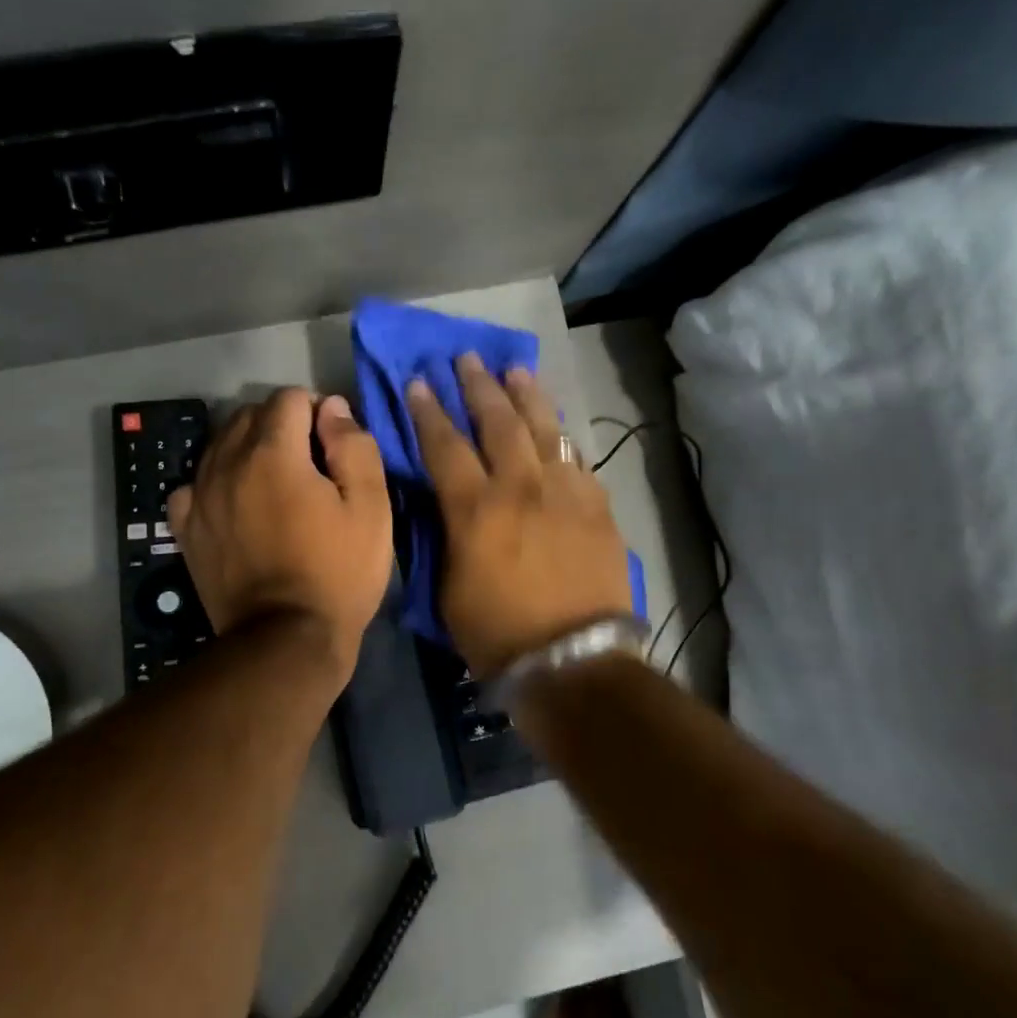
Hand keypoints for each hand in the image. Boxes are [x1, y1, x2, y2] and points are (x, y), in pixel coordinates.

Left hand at [168, 389, 391, 684]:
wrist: (286, 640)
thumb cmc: (338, 573)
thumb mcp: (370, 507)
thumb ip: (353, 446)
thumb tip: (331, 407)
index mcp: (274, 453)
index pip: (288, 398)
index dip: (316, 410)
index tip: (333, 443)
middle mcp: (227, 464)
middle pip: (249, 415)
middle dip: (282, 425)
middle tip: (310, 463)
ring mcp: (200, 497)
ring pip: (220, 445)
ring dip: (248, 449)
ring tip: (275, 484)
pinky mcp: (186, 529)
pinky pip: (193, 485)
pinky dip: (215, 483)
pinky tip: (235, 504)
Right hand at [407, 355, 631, 675]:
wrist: (573, 659)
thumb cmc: (498, 633)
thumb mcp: (449, 586)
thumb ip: (448, 535)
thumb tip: (449, 505)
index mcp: (476, 508)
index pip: (445, 445)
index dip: (429, 411)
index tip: (419, 382)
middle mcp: (520, 487)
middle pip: (497, 422)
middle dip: (478, 386)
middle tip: (466, 358)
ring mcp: (564, 492)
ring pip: (544, 429)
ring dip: (526, 396)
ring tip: (514, 370)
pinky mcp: (597, 506)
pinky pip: (577, 460)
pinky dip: (562, 440)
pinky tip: (558, 429)